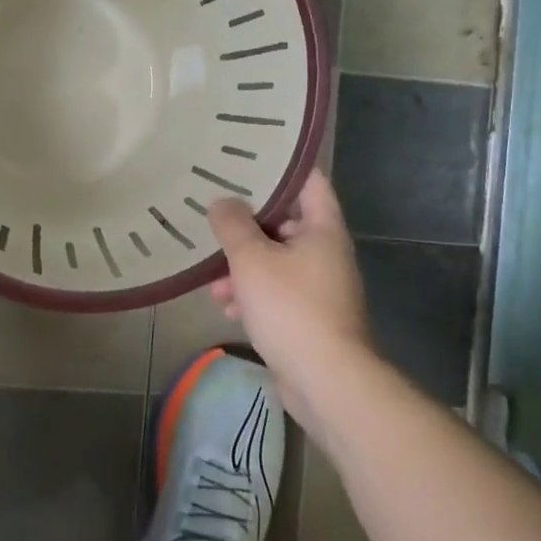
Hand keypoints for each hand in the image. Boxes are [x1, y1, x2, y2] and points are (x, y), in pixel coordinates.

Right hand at [206, 171, 375, 439]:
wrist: (326, 382)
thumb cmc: (291, 308)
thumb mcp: (252, 260)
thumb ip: (233, 225)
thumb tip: (222, 202)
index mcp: (323, 229)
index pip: (309, 181)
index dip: (281, 167)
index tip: (249, 159)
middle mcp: (326, 253)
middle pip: (284, 224)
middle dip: (246, 229)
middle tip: (215, 223)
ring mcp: (320, 287)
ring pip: (276, 262)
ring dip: (243, 268)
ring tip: (213, 282)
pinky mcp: (310, 317)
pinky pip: (277, 293)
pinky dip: (253, 295)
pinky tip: (227, 309)